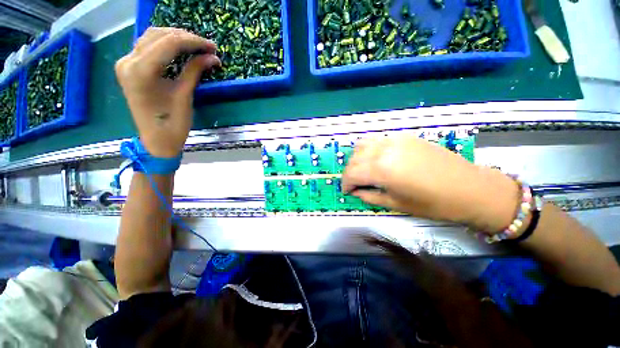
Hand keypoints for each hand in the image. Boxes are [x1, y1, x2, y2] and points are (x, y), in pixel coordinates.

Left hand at [115, 28, 219, 157]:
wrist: (156, 140)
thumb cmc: (172, 123)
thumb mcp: (185, 96)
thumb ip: (195, 71)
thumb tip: (212, 57)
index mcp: (141, 70)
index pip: (169, 43)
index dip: (194, 42)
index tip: (213, 47)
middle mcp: (128, 61)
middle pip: (159, 35)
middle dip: (186, 38)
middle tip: (207, 47)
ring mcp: (126, 63)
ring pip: (152, 37)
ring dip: (175, 38)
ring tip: (196, 47)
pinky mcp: (129, 67)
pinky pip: (147, 46)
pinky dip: (165, 44)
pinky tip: (180, 49)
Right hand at [342, 135, 519, 233]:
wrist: (470, 188)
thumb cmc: (433, 203)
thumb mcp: (396, 204)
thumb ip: (369, 196)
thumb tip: (355, 192)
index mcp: (382, 169)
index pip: (351, 173)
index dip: (346, 183)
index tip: (347, 191)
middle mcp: (384, 150)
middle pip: (354, 158)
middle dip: (350, 172)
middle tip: (355, 183)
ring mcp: (395, 140)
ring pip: (363, 145)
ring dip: (358, 158)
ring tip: (364, 170)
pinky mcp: (405, 137)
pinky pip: (378, 140)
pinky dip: (370, 150)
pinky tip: (377, 160)